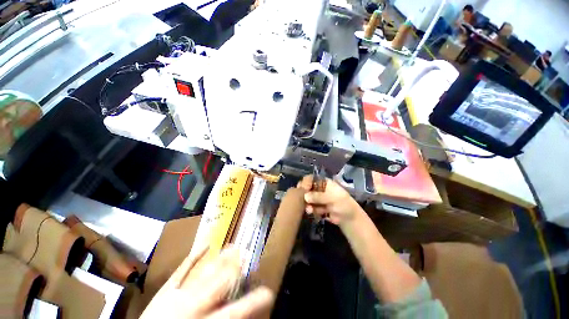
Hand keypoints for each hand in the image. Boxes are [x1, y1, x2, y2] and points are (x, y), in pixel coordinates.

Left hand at [141, 246, 273, 318]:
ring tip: (233, 245)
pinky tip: (205, 243)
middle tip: (247, 252)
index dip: (252, 300)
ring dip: (221, 259)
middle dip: (234, 267)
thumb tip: (235, 308)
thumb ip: (220, 316)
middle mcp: (193, 306)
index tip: (268, 291)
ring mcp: (177, 295)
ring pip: (205, 273)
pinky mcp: (166, 290)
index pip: (234, 311)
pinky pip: (182, 270)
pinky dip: (194, 256)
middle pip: (219, 283)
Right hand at [297, 175, 361, 225]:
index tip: (303, 189)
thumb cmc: (343, 204)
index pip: (311, 178)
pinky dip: (310, 209)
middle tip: (301, 199)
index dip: (306, 182)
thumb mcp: (332, 198)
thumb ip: (319, 196)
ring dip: (306, 204)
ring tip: (309, 210)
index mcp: (323, 182)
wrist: (349, 219)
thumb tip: (305, 196)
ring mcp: (317, 198)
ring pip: (307, 198)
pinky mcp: (316, 207)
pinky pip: (309, 206)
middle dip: (304, 194)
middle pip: (307, 188)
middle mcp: (318, 189)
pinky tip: (311, 212)